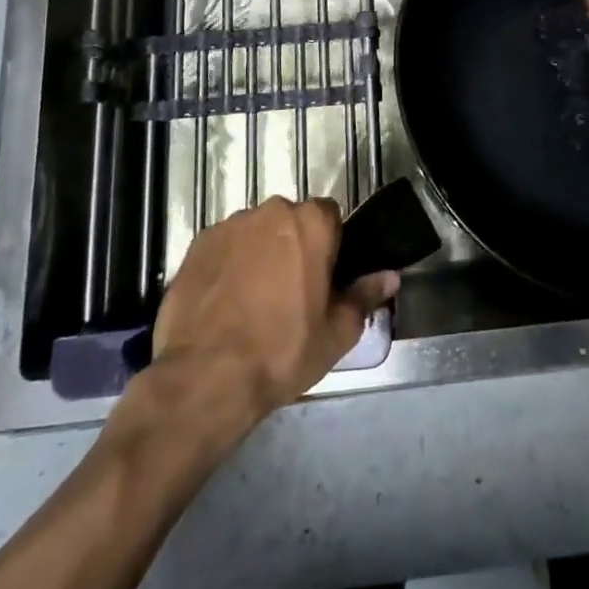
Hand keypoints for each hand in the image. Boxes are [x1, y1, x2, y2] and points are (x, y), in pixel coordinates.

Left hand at [142, 197, 398, 425]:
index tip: (323, 277)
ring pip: (255, 233)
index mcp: (311, 222)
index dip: (329, 245)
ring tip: (252, 302)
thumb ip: (365, 296)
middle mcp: (271, 211)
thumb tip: (391, 276)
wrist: (206, 377)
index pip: (330, 216)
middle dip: (293, 247)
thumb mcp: (337, 333)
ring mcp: (230, 226)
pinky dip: (227, 266)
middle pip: (291, 221)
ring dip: (259, 254)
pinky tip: (224, 304)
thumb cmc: (283, 351)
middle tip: (291, 293)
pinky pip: (223, 248)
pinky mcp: (197, 245)